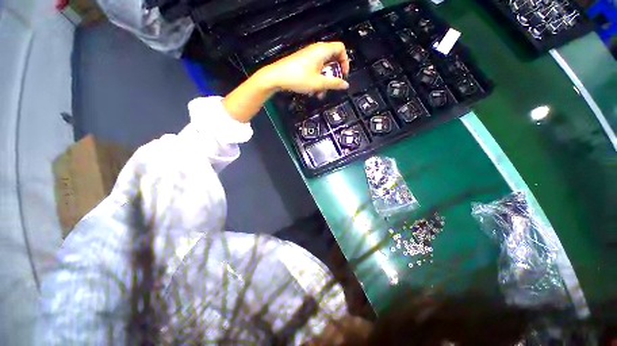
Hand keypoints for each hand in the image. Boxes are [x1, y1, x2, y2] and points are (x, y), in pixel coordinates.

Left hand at [258, 42, 349, 94]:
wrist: (276, 77)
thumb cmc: (298, 78)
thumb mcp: (318, 83)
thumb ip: (334, 84)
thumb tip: (346, 85)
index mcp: (322, 50)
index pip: (341, 49)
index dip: (345, 61)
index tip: (343, 75)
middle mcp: (316, 50)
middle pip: (332, 59)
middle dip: (334, 74)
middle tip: (332, 86)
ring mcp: (309, 56)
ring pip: (323, 67)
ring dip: (324, 80)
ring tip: (320, 93)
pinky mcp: (303, 62)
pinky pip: (315, 69)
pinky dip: (317, 79)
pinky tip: (313, 91)